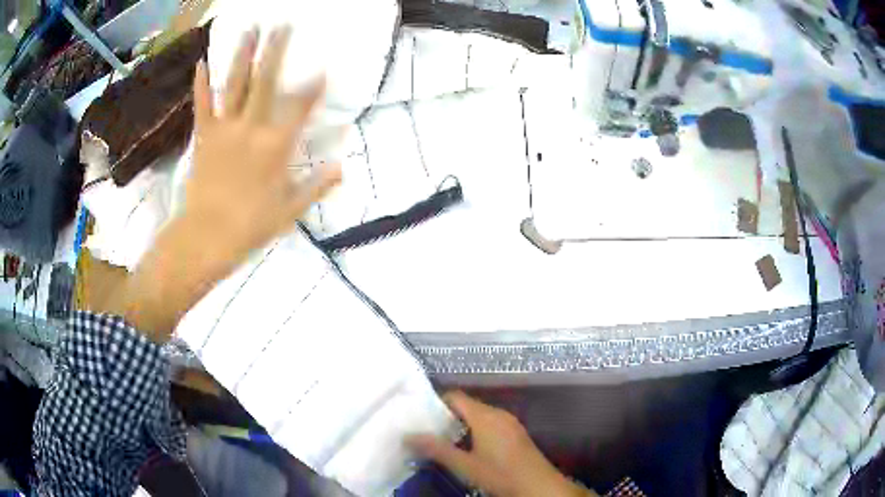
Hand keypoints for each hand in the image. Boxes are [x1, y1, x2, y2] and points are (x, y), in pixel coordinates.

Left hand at [188, 26, 340, 257]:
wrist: (205, 237)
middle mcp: (251, 128)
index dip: (313, 87)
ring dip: (243, 54)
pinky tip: (202, 62)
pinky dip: (202, 83)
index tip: (323, 68)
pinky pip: (202, 105)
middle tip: (283, 24)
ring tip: (250, 29)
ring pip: (235, 84)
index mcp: (276, 146)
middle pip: (266, 81)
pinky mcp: (204, 135)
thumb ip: (316, 186)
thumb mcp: (290, 211)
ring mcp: (225, 128)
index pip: (300, 107)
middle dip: (276, 50)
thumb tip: (341, 167)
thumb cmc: (250, 226)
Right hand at [408, 392, 592, 496]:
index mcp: (485, 416)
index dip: (436, 401)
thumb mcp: (464, 465)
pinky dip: (475, 430)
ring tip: (442, 439)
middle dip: (446, 415)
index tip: (418, 414)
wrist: (538, 486)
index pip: (455, 396)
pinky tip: (467, 447)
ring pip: (479, 415)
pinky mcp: (516, 433)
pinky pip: (490, 423)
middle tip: (426, 429)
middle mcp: (498, 413)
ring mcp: (510, 423)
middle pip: (467, 405)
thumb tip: (408, 435)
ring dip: (461, 424)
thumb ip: (436, 449)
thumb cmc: (500, 474)